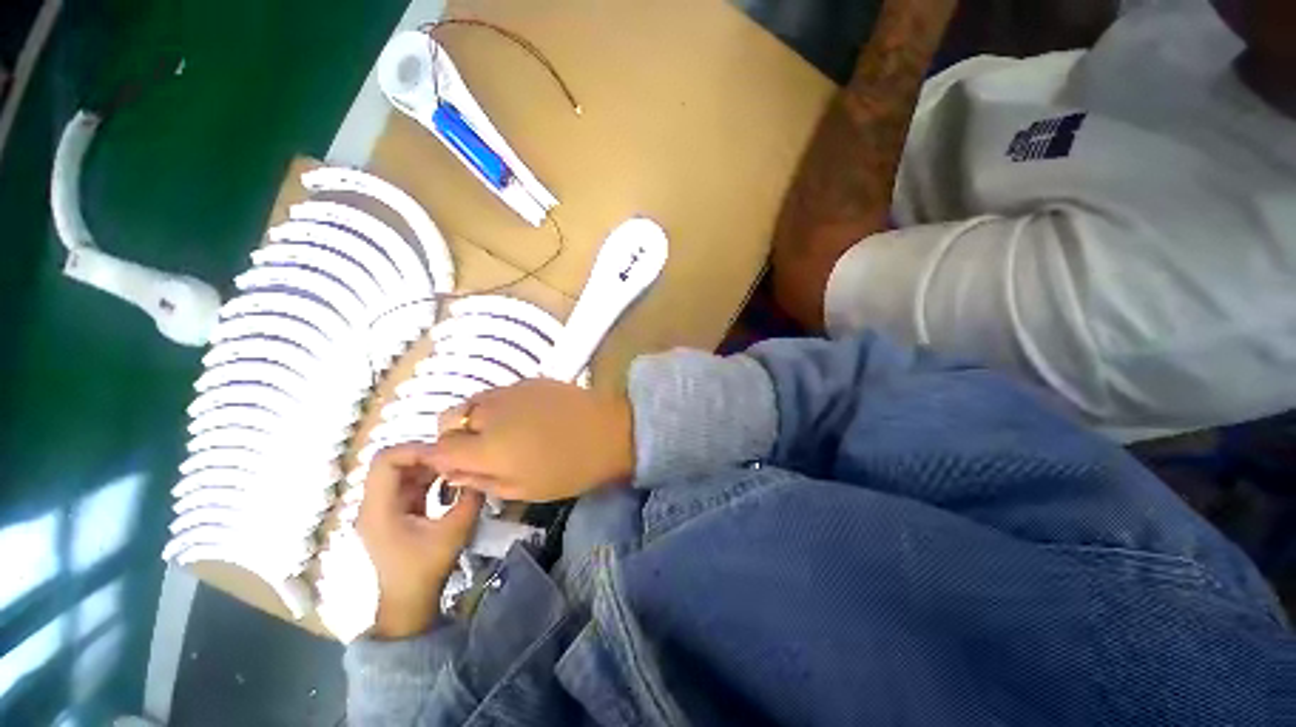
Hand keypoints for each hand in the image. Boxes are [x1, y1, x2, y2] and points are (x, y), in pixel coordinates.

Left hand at [357, 444, 483, 639]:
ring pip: (402, 470)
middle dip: (425, 455)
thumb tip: (482, 471)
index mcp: (378, 508)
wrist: (409, 602)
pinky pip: (408, 482)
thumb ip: (469, 498)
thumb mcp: (454, 532)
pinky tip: (449, 483)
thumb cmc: (426, 568)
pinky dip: (428, 477)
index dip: (416, 449)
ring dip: (429, 466)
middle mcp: (373, 503)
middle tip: (455, 458)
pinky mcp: (393, 511)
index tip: (447, 454)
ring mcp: (382, 507)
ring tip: (455, 469)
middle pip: (392, 461)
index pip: (385, 460)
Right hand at [429, 379, 634, 502]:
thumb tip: (455, 473)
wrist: (611, 431)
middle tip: (481, 451)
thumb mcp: (524, 489)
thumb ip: (483, 481)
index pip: (439, 449)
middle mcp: (490, 412)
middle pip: (449, 419)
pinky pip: (500, 392)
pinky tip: (522, 416)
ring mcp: (511, 391)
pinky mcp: (530, 380)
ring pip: (473, 402)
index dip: (440, 459)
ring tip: (502, 433)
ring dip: (475, 418)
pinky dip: (498, 405)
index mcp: (486, 446)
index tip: (454, 467)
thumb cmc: (571, 469)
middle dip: (455, 436)